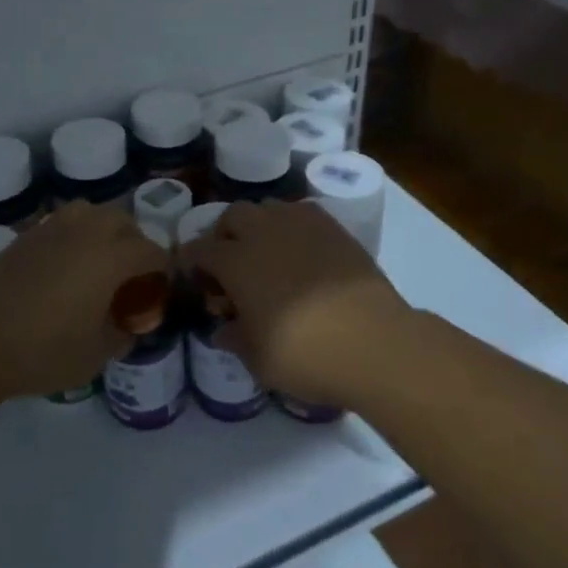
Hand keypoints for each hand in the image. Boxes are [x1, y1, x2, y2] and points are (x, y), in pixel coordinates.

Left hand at [0, 202, 164, 400]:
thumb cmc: (41, 350)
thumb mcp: (94, 356)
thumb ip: (121, 336)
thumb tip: (129, 326)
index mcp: (110, 257)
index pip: (152, 251)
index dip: (163, 269)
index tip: (161, 290)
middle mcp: (85, 232)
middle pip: (123, 222)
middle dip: (136, 243)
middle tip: (132, 276)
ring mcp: (52, 228)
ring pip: (92, 213)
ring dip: (105, 231)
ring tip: (100, 263)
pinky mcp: (26, 235)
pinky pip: (64, 223)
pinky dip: (77, 236)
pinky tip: (67, 267)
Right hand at [184, 201, 408, 406]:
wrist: (375, 341)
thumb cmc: (306, 354)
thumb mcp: (259, 360)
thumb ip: (235, 339)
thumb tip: (224, 329)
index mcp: (236, 262)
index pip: (200, 249)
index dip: (192, 261)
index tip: (194, 277)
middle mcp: (263, 233)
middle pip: (232, 216)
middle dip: (224, 234)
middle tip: (231, 263)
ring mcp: (300, 224)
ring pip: (267, 207)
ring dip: (258, 225)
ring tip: (266, 252)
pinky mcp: (333, 227)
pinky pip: (300, 212)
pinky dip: (291, 224)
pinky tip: (300, 249)